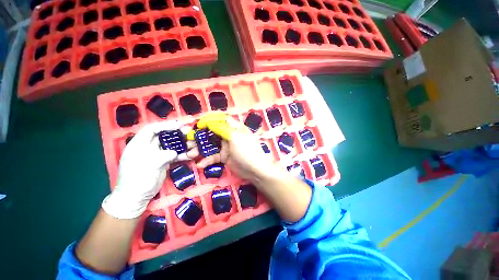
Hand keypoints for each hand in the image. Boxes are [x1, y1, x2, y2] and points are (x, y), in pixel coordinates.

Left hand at [102, 121, 189, 218]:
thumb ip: (164, 155)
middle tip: (190, 132)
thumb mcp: (149, 165)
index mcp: (140, 143)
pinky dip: (183, 155)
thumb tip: (175, 153)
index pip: (153, 129)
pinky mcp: (164, 162)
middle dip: (178, 133)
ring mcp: (158, 155)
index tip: (181, 124)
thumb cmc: (138, 179)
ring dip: (184, 144)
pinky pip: (176, 155)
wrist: (136, 197)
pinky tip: (191, 155)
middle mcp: (149, 147)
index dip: (167, 125)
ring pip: (173, 145)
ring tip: (194, 144)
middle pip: (165, 136)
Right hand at [189, 113, 277, 181]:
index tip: (198, 125)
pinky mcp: (224, 157)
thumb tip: (209, 122)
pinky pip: (213, 156)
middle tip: (188, 141)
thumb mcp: (235, 137)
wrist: (255, 170)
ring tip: (190, 154)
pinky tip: (200, 164)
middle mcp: (229, 135)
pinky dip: (207, 160)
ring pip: (210, 145)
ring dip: (200, 149)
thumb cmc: (246, 151)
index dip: (209, 120)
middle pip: (212, 133)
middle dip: (200, 137)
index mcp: (234, 128)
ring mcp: (226, 147)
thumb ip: (222, 128)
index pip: (220, 120)